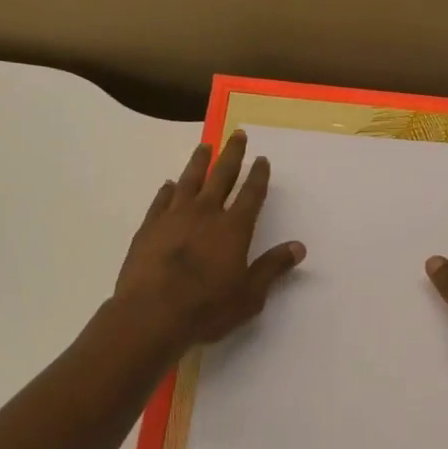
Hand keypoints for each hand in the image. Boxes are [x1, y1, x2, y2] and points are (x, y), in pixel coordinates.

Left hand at [113, 130, 304, 354]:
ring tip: (205, 146)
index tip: (262, 159)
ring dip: (199, 161)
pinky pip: (161, 200)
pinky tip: (170, 184)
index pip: (251, 194)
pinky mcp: (149, 227)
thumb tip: (298, 247)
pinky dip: (168, 189)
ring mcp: (174, 217)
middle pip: (221, 175)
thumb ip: (272, 268)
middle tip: (237, 134)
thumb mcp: (249, 295)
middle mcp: (205, 213)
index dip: (258, 175)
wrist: (151, 313)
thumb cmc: (207, 308)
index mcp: (234, 228)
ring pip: (189, 180)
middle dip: (232, 154)